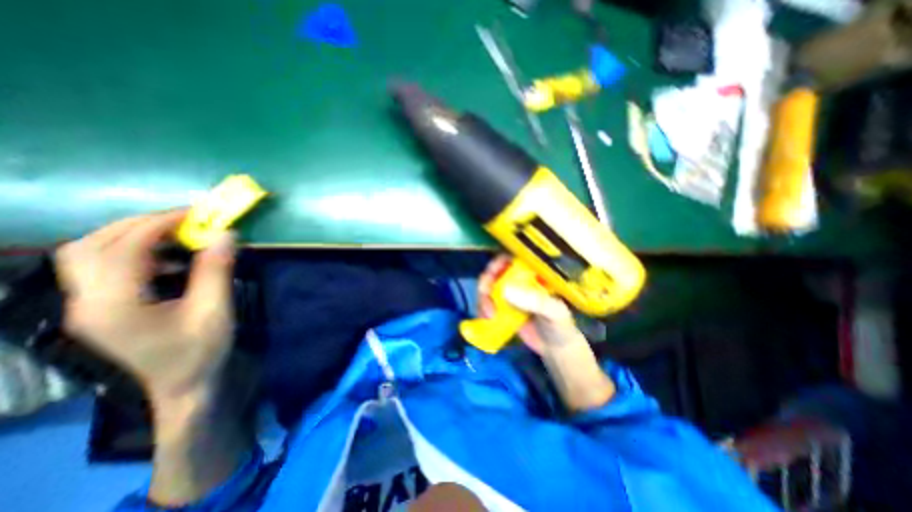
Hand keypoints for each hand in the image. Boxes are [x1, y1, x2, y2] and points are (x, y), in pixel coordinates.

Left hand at [53, 211, 235, 400]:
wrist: (183, 386)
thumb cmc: (201, 351)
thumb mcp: (215, 310)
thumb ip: (216, 270)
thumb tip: (225, 235)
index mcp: (113, 305)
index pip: (123, 249)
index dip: (158, 224)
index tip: (195, 214)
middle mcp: (85, 302)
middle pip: (91, 246)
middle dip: (139, 224)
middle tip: (183, 220)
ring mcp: (86, 306)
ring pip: (88, 254)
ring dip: (130, 235)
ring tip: (174, 233)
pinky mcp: (98, 308)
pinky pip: (102, 268)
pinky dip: (132, 252)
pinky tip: (166, 258)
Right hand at [475, 255, 616, 410]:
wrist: (557, 349)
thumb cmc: (561, 326)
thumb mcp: (554, 311)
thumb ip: (535, 300)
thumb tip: (506, 290)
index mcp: (535, 274)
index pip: (514, 258)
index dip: (499, 262)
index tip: (491, 274)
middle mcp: (521, 280)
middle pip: (496, 271)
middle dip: (486, 283)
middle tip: (485, 298)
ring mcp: (511, 294)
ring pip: (489, 286)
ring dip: (483, 298)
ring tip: (487, 314)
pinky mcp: (504, 308)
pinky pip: (488, 302)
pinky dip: (482, 308)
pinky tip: (485, 318)